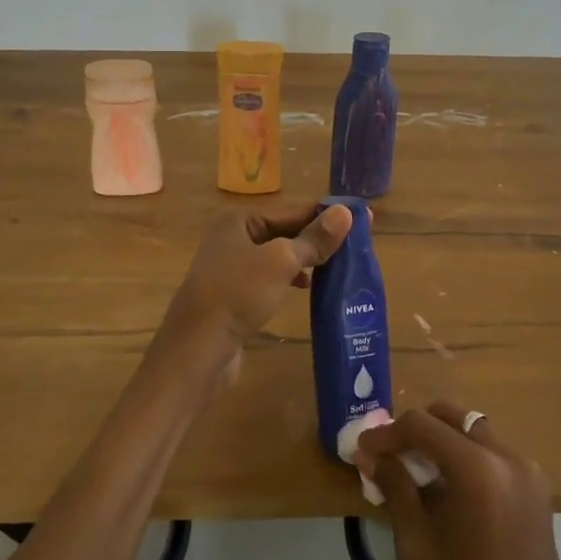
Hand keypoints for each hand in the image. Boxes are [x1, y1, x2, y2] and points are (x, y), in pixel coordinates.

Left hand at [149, 203, 352, 398]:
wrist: (198, 348)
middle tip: (355, 245)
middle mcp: (231, 236)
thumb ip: (314, 239)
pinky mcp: (233, 294)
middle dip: (316, 239)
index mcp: (238, 219)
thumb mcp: (282, 261)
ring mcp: (230, 266)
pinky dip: (289, 279)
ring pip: (278, 256)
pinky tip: (306, 289)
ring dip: (305, 260)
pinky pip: (269, 278)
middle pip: (284, 231)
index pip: (292, 211)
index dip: (326, 216)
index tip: (362, 220)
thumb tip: (347, 213)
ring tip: (337, 267)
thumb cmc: (239, 293)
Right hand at [355, 402, 560, 559]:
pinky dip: (464, 457)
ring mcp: (527, 471)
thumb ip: (395, 489)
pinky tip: (444, 488)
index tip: (362, 450)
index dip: (386, 434)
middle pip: (451, 417)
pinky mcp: (536, 490)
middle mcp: (507, 456)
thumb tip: (373, 457)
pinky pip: (492, 454)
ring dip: (440, 441)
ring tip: (412, 472)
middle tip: (387, 455)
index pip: (421, 426)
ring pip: (473, 432)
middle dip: (415, 429)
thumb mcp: (418, 546)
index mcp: (478, 468)